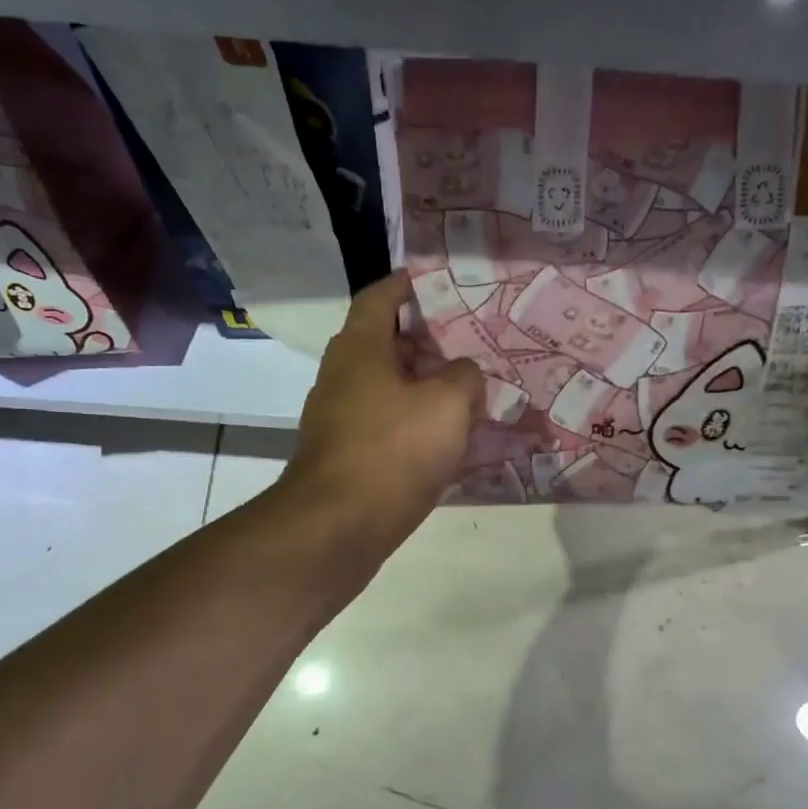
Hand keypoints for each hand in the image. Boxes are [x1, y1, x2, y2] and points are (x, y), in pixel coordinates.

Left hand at [284, 271, 482, 541]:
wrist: (341, 525)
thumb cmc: (394, 449)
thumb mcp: (448, 403)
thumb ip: (464, 376)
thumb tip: (462, 374)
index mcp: (359, 348)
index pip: (380, 297)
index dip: (408, 285)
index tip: (437, 284)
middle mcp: (342, 375)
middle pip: (385, 344)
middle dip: (426, 343)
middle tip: (468, 345)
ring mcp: (339, 417)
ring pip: (387, 388)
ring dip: (423, 387)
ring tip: (466, 393)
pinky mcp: (346, 454)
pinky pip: (385, 424)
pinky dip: (413, 422)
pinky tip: (446, 439)